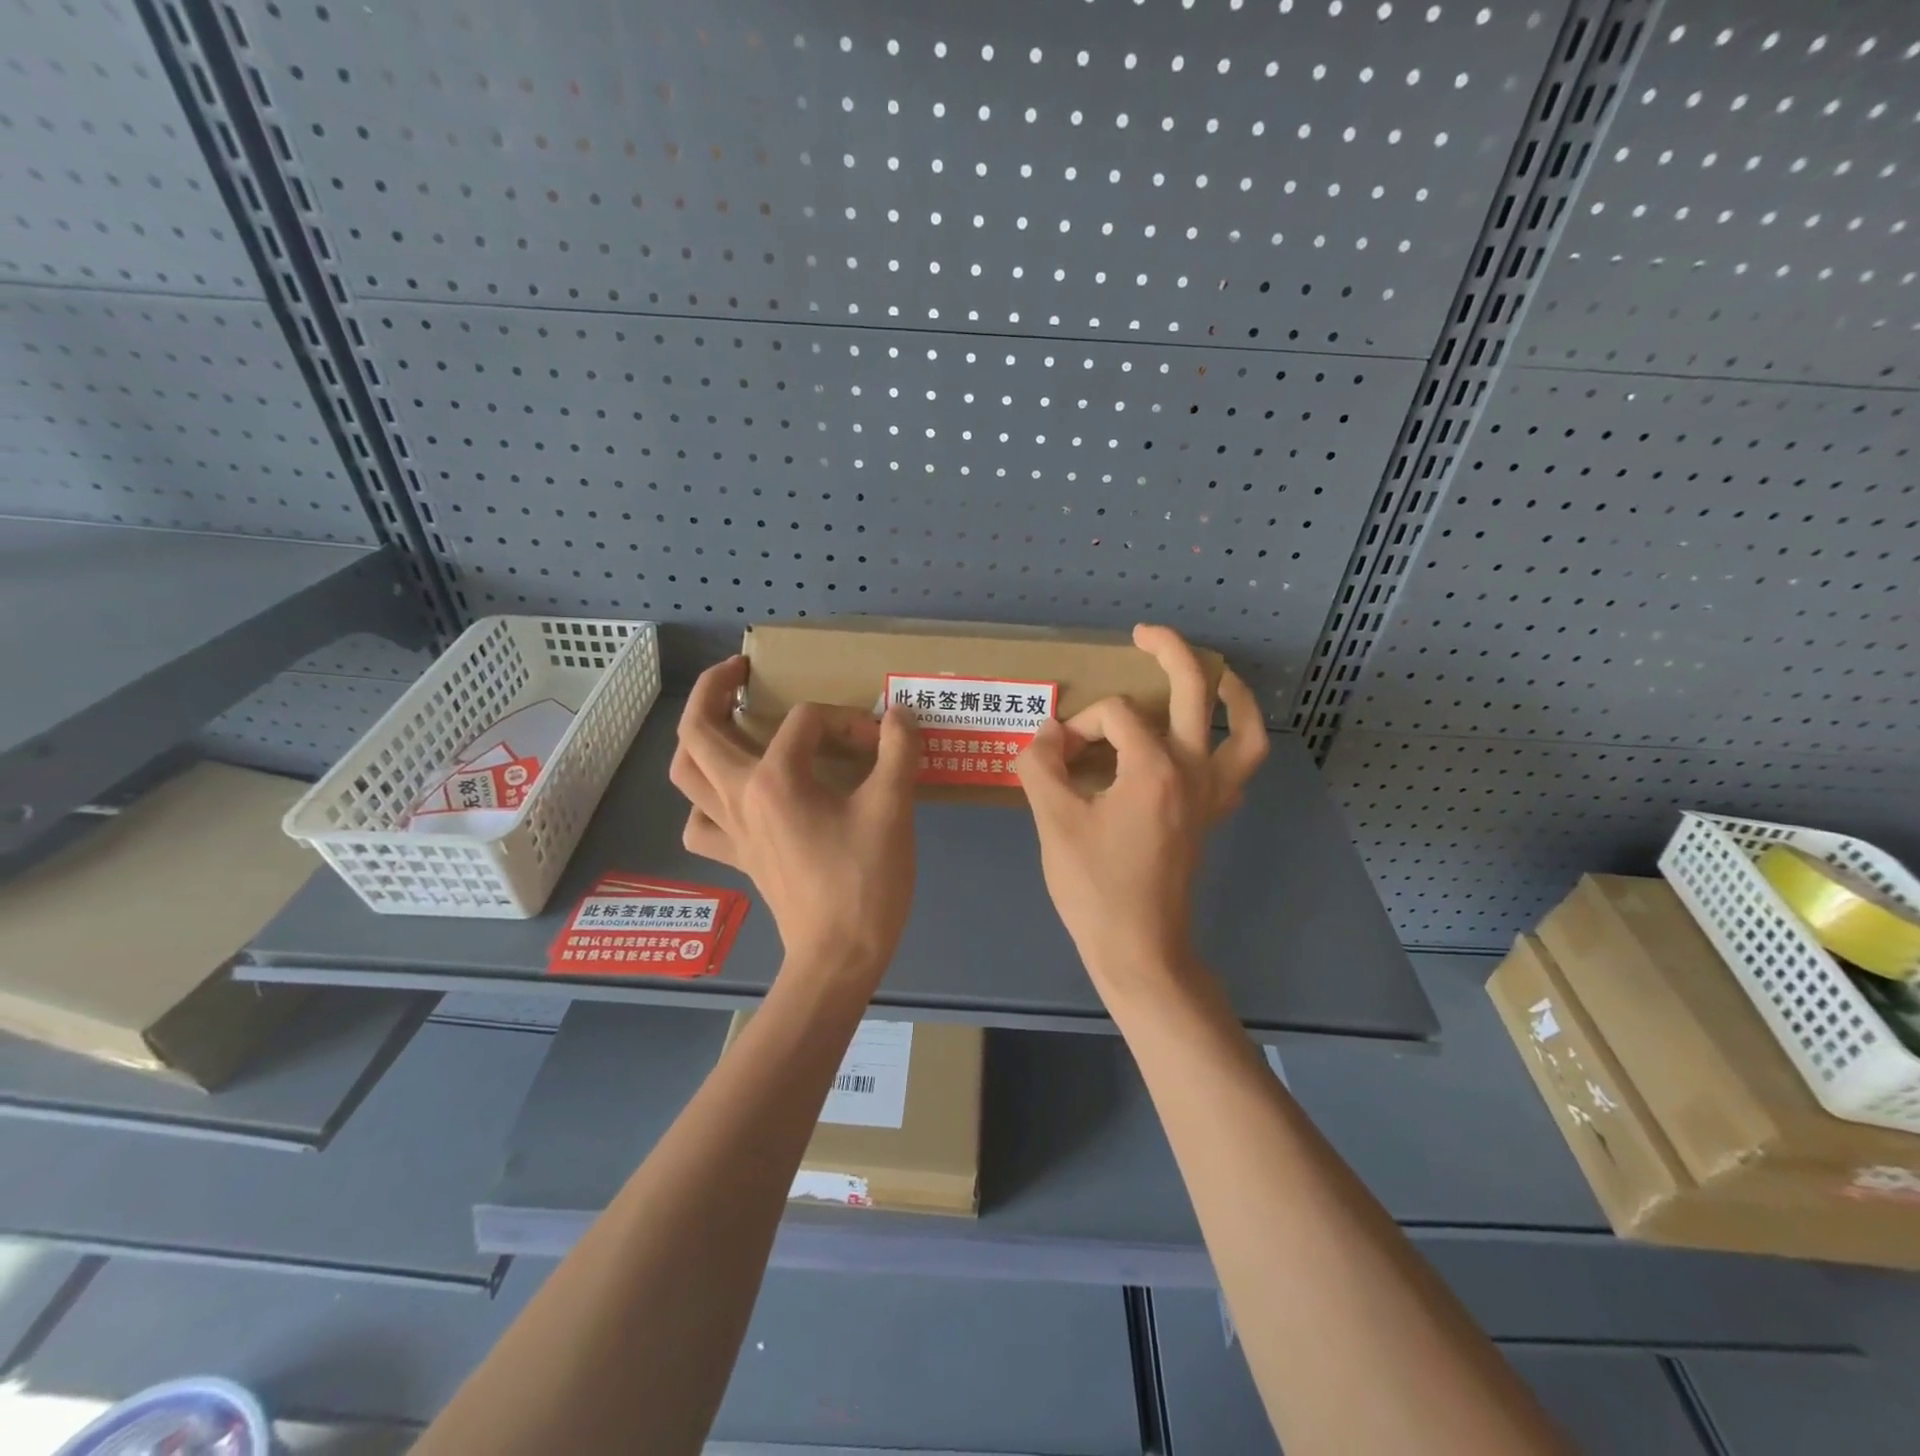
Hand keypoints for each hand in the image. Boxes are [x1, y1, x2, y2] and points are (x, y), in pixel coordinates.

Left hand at [670, 656, 919, 981]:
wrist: (839, 958)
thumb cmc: (865, 882)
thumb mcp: (892, 810)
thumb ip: (897, 752)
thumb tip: (899, 715)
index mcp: (776, 780)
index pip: (806, 721)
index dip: (847, 721)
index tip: (881, 742)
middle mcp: (740, 797)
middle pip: (698, 730)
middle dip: (712, 689)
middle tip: (739, 671)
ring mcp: (731, 830)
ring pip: (685, 774)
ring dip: (696, 739)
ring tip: (722, 721)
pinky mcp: (737, 857)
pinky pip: (701, 822)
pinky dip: (706, 802)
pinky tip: (729, 797)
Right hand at [1015, 625, 1268, 998]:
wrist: (1138, 949)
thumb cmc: (1095, 888)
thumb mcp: (1054, 822)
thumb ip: (1041, 766)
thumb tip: (1045, 735)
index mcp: (1154, 768)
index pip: (1114, 716)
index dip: (1079, 723)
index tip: (1054, 754)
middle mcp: (1193, 771)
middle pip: (1195, 691)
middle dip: (1169, 652)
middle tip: (1144, 633)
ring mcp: (1210, 795)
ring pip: (1243, 730)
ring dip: (1231, 694)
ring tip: (1216, 672)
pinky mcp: (1211, 817)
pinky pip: (1240, 770)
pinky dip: (1235, 742)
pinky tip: (1211, 738)